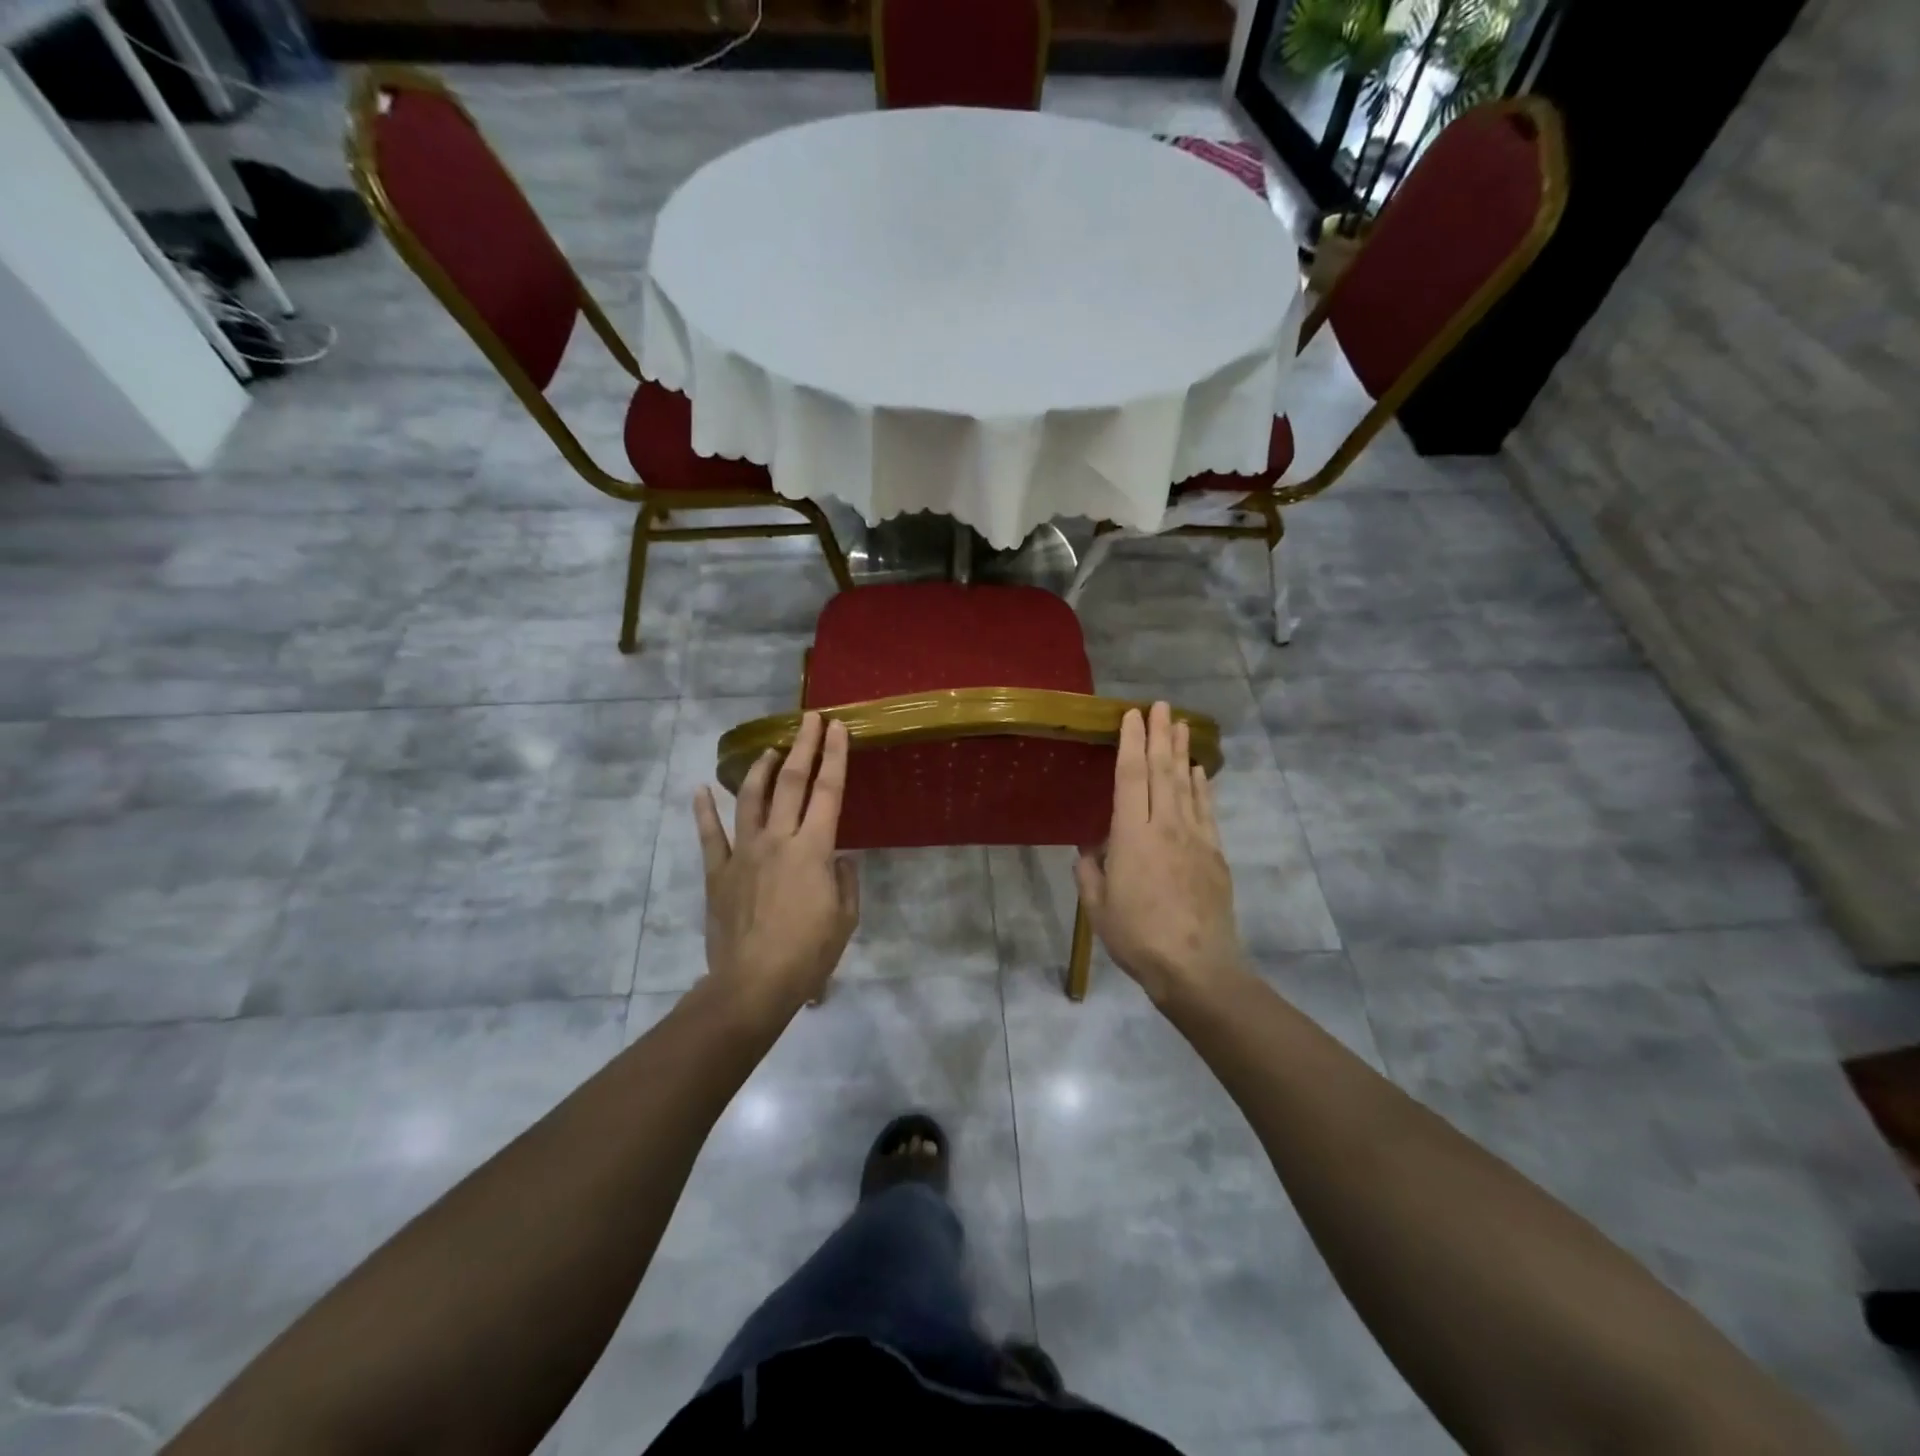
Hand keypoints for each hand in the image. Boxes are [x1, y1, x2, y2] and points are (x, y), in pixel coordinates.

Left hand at [694, 712, 859, 1021]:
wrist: (753, 984)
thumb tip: (839, 860)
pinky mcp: (719, 872)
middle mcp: (778, 840)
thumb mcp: (845, 919)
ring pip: (751, 799)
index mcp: (814, 849)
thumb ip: (845, 882)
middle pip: (791, 782)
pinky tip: (700, 790)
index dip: (834, 756)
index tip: (837, 728)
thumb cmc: (808, 954)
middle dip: (802, 746)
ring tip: (769, 749)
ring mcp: (744, 853)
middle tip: (809, 719)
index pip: (829, 791)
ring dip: (761, 769)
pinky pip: (711, 836)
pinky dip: (704, 811)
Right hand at [1075, 702, 1247, 1009]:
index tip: (1131, 715)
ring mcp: (1196, 839)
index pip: (1131, 777)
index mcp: (1132, 836)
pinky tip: (1199, 772)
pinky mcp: (1215, 854)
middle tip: (1160, 705)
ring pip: (1187, 785)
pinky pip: (1206, 810)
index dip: (1130, 742)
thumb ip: (1090, 871)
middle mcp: (1166, 827)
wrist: (1196, 967)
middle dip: (1160, 734)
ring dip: (1182, 752)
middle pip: (1163, 771)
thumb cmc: (1137, 937)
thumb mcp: (1098, 907)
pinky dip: (1202, 786)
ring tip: (1181, 724)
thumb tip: (1091, 848)